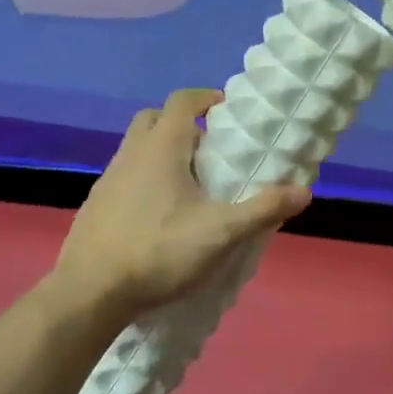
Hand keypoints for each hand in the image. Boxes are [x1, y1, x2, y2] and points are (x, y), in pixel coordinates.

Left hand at [50, 89, 310, 322]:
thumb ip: (263, 209)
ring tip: (189, 186)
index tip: (228, 113)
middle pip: (155, 119)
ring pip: (137, 148)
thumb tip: (304, 191)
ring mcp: (108, 179)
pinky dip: (144, 180)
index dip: (206, 99)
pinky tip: (160, 215)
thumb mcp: (221, 233)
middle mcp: (131, 153)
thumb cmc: (159, 251)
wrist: (88, 294)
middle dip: (182, 124)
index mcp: (161, 147)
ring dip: (162, 153)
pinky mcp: (95, 205)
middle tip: (209, 150)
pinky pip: (125, 177)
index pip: (183, 101)